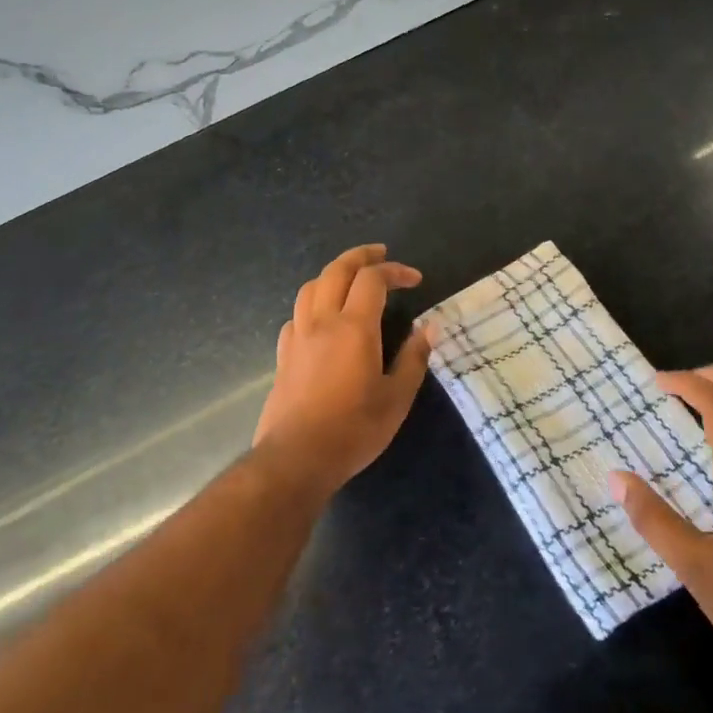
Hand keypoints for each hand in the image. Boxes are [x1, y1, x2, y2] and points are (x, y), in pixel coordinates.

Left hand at [251, 244, 431, 491]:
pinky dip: (314, 304)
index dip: (395, 271)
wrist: (297, 458)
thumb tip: (429, 327)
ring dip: (333, 274)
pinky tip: (322, 319)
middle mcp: (322, 322)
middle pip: (336, 270)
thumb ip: (413, 358)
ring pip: (311, 287)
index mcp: (354, 327)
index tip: (415, 279)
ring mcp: (298, 337)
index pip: (373, 279)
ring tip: (351, 279)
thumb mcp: (396, 398)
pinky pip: (297, 315)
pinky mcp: (283, 355)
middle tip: (380, 254)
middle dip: (361, 256)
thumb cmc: (354, 429)